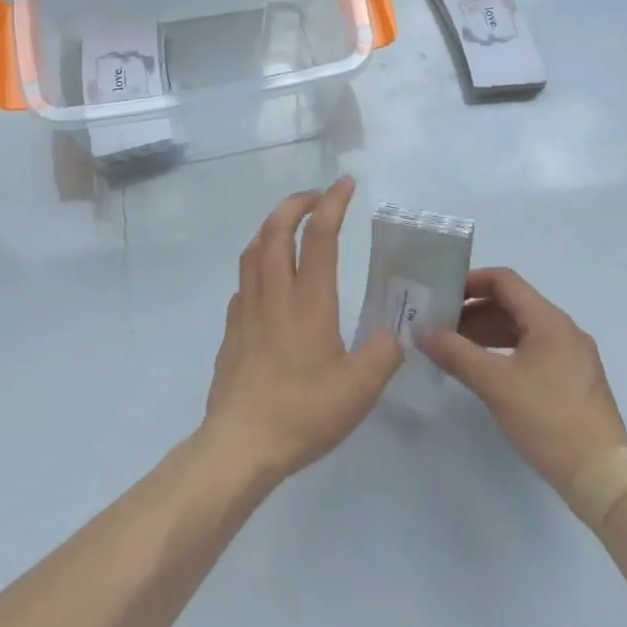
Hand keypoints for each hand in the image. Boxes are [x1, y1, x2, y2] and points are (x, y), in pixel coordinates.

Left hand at [203, 178, 402, 483]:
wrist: (241, 442)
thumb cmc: (303, 411)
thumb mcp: (360, 389)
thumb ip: (383, 354)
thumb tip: (394, 335)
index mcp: (309, 299)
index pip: (320, 235)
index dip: (333, 203)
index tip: (345, 184)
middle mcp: (274, 292)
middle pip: (277, 228)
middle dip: (296, 203)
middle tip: (317, 197)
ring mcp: (247, 308)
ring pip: (254, 249)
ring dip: (272, 226)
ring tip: (290, 226)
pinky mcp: (232, 328)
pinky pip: (244, 279)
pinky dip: (258, 262)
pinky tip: (268, 280)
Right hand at [420, 268, 626, 492]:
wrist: (603, 477)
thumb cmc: (548, 419)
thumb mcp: (494, 383)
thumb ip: (455, 353)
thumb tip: (421, 331)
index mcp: (549, 320)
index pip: (504, 281)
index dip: (470, 282)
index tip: (441, 297)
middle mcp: (564, 330)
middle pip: (512, 304)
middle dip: (474, 311)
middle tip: (441, 326)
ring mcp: (573, 357)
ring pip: (522, 330)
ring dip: (487, 332)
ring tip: (455, 349)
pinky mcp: (574, 382)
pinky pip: (533, 351)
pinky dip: (505, 352)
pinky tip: (486, 372)